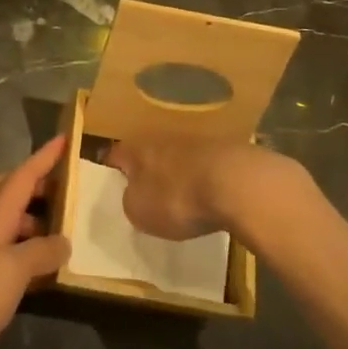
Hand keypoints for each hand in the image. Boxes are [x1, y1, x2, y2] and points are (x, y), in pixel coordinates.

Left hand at [0, 137, 70, 348]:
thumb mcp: (12, 271)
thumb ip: (40, 251)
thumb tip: (65, 241)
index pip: (22, 177)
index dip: (44, 157)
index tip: (65, 138)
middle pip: (6, 189)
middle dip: (34, 183)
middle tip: (65, 191)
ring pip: (8, 220)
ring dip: (34, 218)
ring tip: (64, 234)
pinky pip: (9, 251)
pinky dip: (28, 250)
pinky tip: (45, 271)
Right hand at [106, 139, 295, 241]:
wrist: (237, 184)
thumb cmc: (177, 198)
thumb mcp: (140, 211)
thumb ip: (131, 201)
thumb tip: (134, 194)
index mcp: (138, 148)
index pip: (116, 155)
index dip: (111, 170)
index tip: (110, 184)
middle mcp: (164, 137)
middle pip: (149, 152)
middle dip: (148, 169)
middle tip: (146, 191)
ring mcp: (198, 141)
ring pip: (179, 157)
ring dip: (178, 172)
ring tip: (181, 196)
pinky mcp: (227, 151)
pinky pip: (207, 166)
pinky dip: (205, 178)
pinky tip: (210, 196)